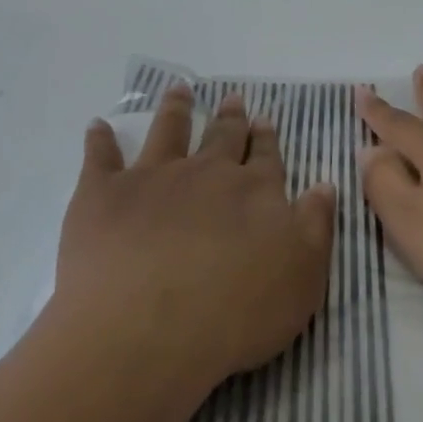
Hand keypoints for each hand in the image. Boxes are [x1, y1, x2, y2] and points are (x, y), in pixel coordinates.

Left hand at [54, 83, 336, 395]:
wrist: (147, 331)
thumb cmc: (236, 313)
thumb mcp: (303, 276)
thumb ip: (315, 225)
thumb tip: (324, 184)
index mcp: (254, 191)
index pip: (265, 157)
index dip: (266, 138)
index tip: (263, 119)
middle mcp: (206, 173)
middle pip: (221, 137)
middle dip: (230, 117)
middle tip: (232, 98)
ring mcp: (153, 178)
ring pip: (168, 132)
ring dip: (176, 109)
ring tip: (178, 89)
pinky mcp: (103, 195)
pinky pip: (100, 158)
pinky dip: (99, 140)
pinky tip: (97, 126)